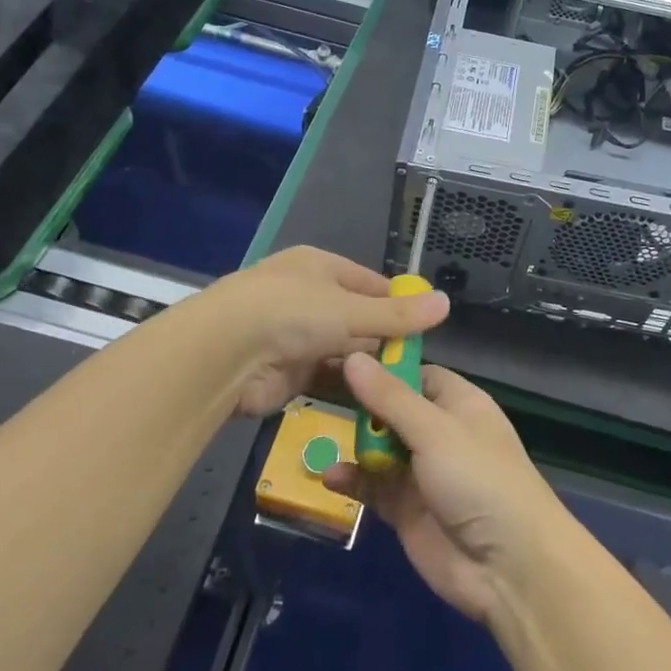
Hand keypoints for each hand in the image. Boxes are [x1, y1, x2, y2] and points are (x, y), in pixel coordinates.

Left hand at [192, 247, 449, 418]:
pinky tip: (377, 403)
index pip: (370, 283)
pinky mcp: (287, 373)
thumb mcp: (351, 311)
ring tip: (406, 388)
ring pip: (344, 351)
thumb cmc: (290, 313)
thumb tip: (446, 303)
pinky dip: (349, 388)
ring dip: (368, 367)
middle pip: (358, 319)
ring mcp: (295, 336)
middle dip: (386, 340)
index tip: (427, 326)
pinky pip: (327, 378)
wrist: (223, 355)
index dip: (398, 303)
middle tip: (421, 364)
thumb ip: (397, 316)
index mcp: (320, 268)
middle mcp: (308, 297)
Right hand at [324, 354, 572, 625]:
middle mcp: (440, 432)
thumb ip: (390, 398)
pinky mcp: (406, 509)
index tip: (340, 359)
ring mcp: (422, 472)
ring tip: (320, 436)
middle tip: (317, 393)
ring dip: (354, 444)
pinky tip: (330, 477)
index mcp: (458, 403)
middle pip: (393, 409)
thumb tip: (352, 356)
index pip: (417, 374)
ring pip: (380, 448)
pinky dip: (353, 481)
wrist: (508, 566)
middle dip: (361, 406)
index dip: (384, 368)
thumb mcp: (435, 431)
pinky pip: (373, 487)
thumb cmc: (479, 479)